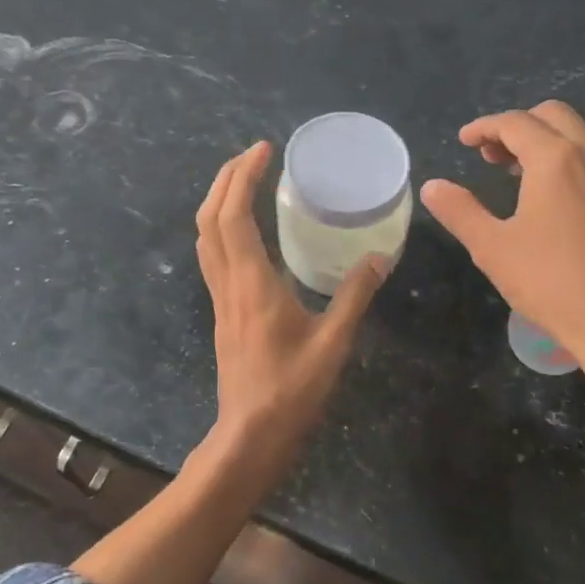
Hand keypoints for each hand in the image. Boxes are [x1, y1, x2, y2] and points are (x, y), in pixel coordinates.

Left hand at [196, 141, 387, 475]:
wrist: (250, 433)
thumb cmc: (292, 388)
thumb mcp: (333, 341)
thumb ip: (355, 295)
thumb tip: (380, 257)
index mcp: (251, 282)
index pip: (233, 215)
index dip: (243, 177)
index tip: (264, 150)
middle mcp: (227, 282)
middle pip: (209, 217)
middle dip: (226, 178)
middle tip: (254, 155)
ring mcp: (220, 297)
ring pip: (205, 236)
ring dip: (219, 200)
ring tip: (246, 181)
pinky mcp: (223, 311)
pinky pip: (212, 255)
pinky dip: (222, 226)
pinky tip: (247, 230)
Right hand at [420, 102, 584, 433]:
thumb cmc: (553, 286)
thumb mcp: (493, 249)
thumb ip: (460, 211)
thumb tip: (432, 186)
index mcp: (557, 160)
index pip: (515, 123)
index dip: (484, 126)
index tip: (464, 141)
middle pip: (554, 116)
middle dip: (518, 127)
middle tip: (490, 156)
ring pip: (582, 136)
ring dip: (548, 142)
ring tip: (520, 176)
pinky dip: (574, 161)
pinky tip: (561, 200)